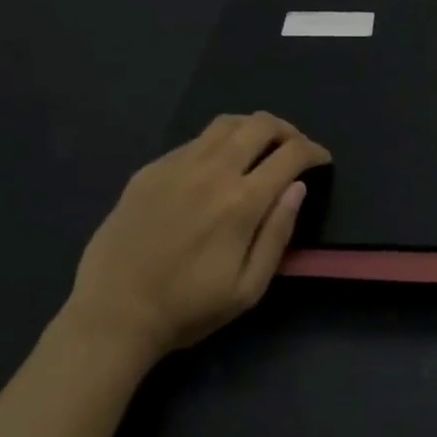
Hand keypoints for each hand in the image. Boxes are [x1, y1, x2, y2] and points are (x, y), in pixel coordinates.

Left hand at [62, 113, 330, 360]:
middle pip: (260, 125)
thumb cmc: (188, 309)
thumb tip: (297, 188)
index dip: (314, 152)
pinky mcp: (150, 170)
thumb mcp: (248, 288)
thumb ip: (278, 234)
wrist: (113, 313)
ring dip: (253, 128)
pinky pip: (194, 141)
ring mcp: (177, 165)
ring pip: (226, 123)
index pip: (290, 154)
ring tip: (259, 147)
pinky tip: (215, 167)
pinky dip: (218, 143)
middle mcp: (212, 171)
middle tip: (294, 149)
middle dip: (288, 131)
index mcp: (242, 202)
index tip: (322, 160)